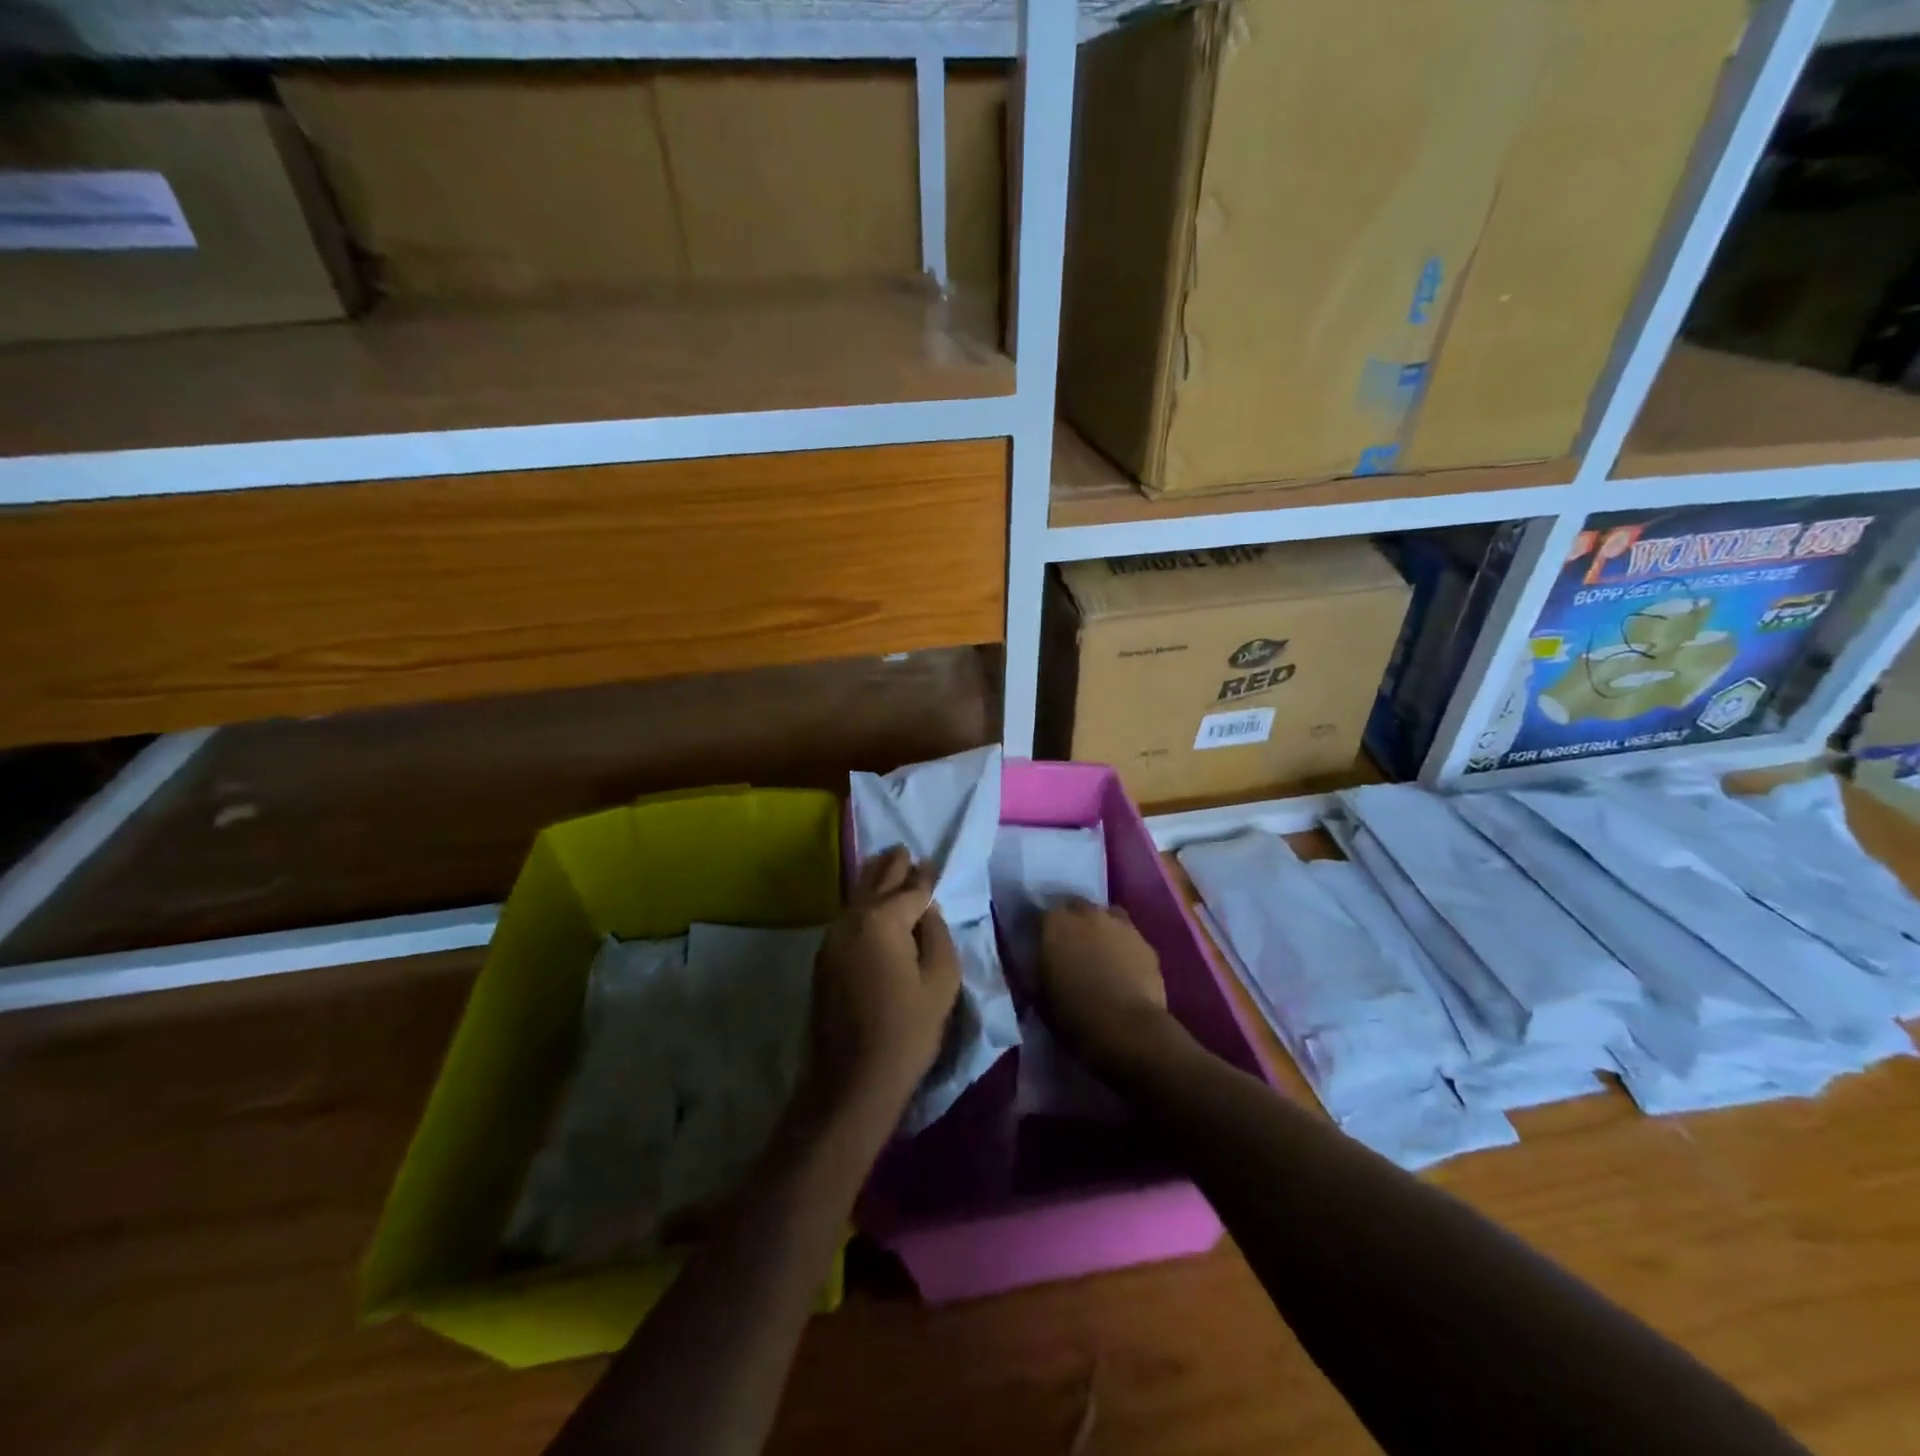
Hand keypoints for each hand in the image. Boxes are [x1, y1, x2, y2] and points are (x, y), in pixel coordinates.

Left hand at [805, 846, 961, 1130]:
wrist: (853, 1079)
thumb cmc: (907, 1029)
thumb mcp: (941, 980)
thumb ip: (937, 934)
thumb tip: (926, 910)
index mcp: (881, 920)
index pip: (910, 888)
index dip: (925, 876)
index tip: (933, 863)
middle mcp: (851, 920)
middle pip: (876, 883)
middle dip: (893, 866)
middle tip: (905, 850)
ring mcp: (832, 939)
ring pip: (857, 897)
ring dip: (873, 879)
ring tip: (887, 863)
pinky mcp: (824, 959)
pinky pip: (848, 917)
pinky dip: (862, 903)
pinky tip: (870, 904)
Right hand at [1038, 898, 1171, 1067]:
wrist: (1127, 1029)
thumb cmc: (1073, 1014)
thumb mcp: (1039, 994)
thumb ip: (1035, 969)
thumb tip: (1035, 962)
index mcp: (1054, 923)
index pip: (1036, 912)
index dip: (1035, 927)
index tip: (1034, 940)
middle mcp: (1086, 913)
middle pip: (1073, 905)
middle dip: (1069, 919)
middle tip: (1067, 943)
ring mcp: (1119, 925)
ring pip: (1105, 915)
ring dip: (1098, 926)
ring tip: (1097, 949)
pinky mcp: (1145, 942)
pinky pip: (1128, 936)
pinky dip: (1122, 944)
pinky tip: (1122, 964)